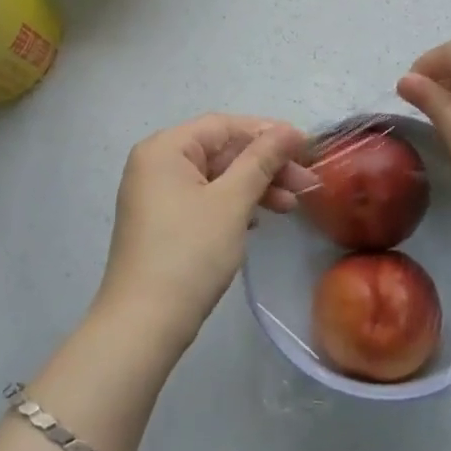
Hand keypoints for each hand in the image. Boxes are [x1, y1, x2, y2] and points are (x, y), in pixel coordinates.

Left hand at [97, 114, 311, 349]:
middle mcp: (155, 164)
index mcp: (165, 149)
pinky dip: (234, 205)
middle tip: (306, 184)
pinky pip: (204, 200)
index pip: (223, 126)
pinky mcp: (162, 223)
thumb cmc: (189, 253)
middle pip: (220, 151)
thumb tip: (289, 130)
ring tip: (291, 206)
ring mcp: (156, 195)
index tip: (307, 147)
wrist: (144, 325)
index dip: (267, 132)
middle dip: (265, 165)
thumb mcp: (231, 202)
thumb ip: (261, 160)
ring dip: (254, 187)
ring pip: (215, 177)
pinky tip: (259, 220)